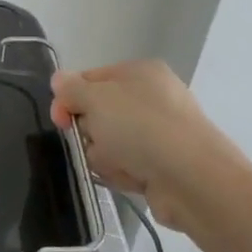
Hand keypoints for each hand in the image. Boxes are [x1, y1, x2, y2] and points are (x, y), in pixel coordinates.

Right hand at [49, 59, 241, 227]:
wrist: (192, 178)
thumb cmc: (140, 127)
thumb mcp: (95, 99)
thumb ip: (71, 88)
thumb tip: (59, 80)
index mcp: (139, 72)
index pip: (88, 79)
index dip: (68, 98)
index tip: (61, 120)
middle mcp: (152, 97)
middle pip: (98, 113)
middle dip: (90, 131)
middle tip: (96, 141)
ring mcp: (160, 131)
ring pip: (109, 142)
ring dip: (105, 156)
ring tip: (121, 164)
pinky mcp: (164, 163)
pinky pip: (127, 165)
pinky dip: (124, 172)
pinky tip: (134, 177)